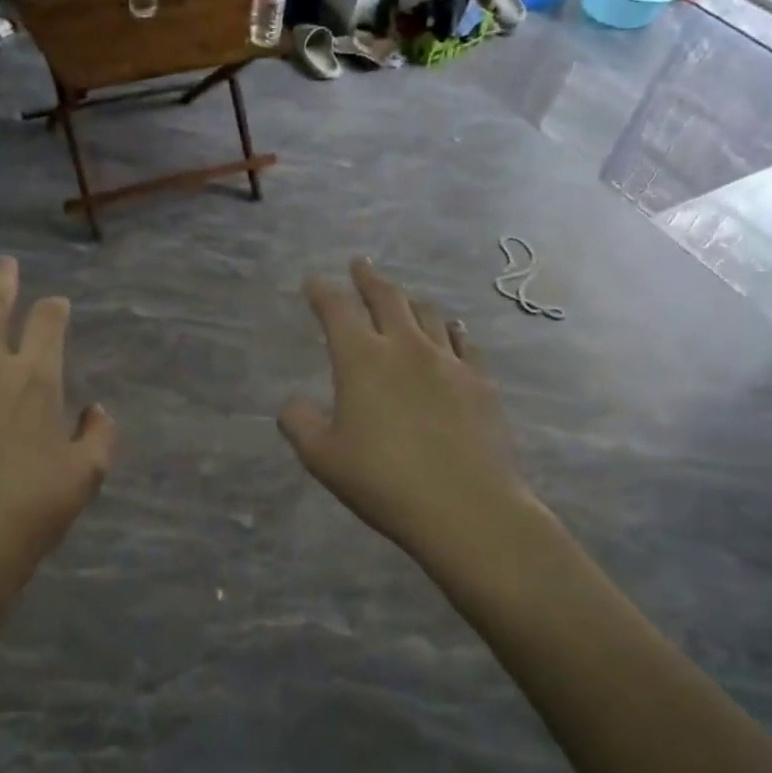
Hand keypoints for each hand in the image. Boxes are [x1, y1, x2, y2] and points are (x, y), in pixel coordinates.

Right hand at [278, 259, 535, 566]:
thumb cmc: (383, 481)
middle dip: (369, 278)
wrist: (466, 507)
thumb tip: (292, 405)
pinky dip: (451, 330)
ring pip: (428, 314)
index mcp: (362, 359)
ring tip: (403, 297)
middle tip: (360, 264)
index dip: (322, 292)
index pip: (337, 310)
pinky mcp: (480, 381)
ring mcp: (448, 361)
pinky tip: (452, 331)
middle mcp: (406, 347)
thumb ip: (299, 424)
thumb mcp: (323, 458)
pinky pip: (464, 341)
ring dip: (410, 300)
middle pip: (387, 298)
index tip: (313, 280)